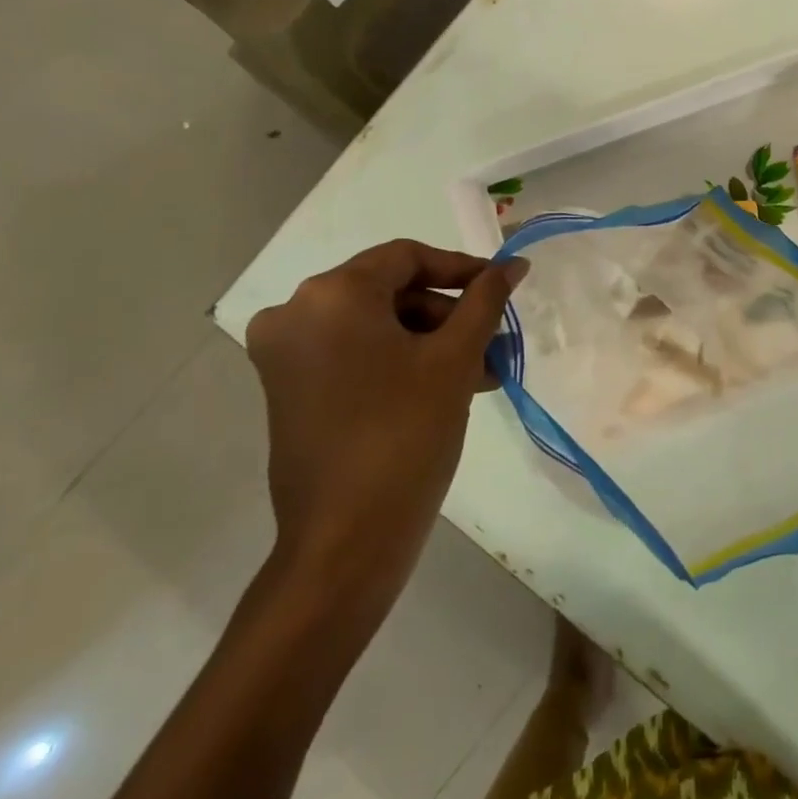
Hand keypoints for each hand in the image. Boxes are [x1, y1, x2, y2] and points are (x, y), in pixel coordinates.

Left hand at [245, 241, 526, 609]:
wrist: (345, 541)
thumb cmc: (406, 435)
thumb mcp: (455, 360)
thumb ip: (485, 300)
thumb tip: (514, 264)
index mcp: (332, 294)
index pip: (407, 257)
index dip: (461, 268)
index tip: (501, 289)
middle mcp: (295, 312)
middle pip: (389, 291)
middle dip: (447, 315)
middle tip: (492, 344)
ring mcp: (284, 353)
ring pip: (373, 325)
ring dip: (428, 341)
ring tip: (478, 375)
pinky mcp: (285, 388)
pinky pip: (352, 353)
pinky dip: (397, 361)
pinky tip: (442, 388)